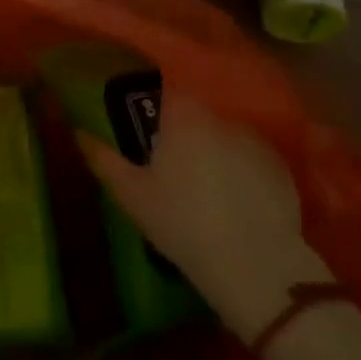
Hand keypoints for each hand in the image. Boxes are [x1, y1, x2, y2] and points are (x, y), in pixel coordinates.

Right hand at [78, 92, 331, 343]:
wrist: (255, 266)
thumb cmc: (183, 224)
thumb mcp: (131, 195)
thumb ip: (102, 158)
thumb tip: (79, 131)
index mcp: (182, 116)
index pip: (165, 93)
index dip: (155, 109)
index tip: (148, 133)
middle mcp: (219, 117)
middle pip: (196, 116)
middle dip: (185, 134)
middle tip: (174, 168)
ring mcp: (254, 141)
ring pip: (225, 137)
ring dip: (215, 152)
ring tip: (208, 190)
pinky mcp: (281, 168)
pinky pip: (252, 160)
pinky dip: (244, 173)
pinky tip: (238, 204)